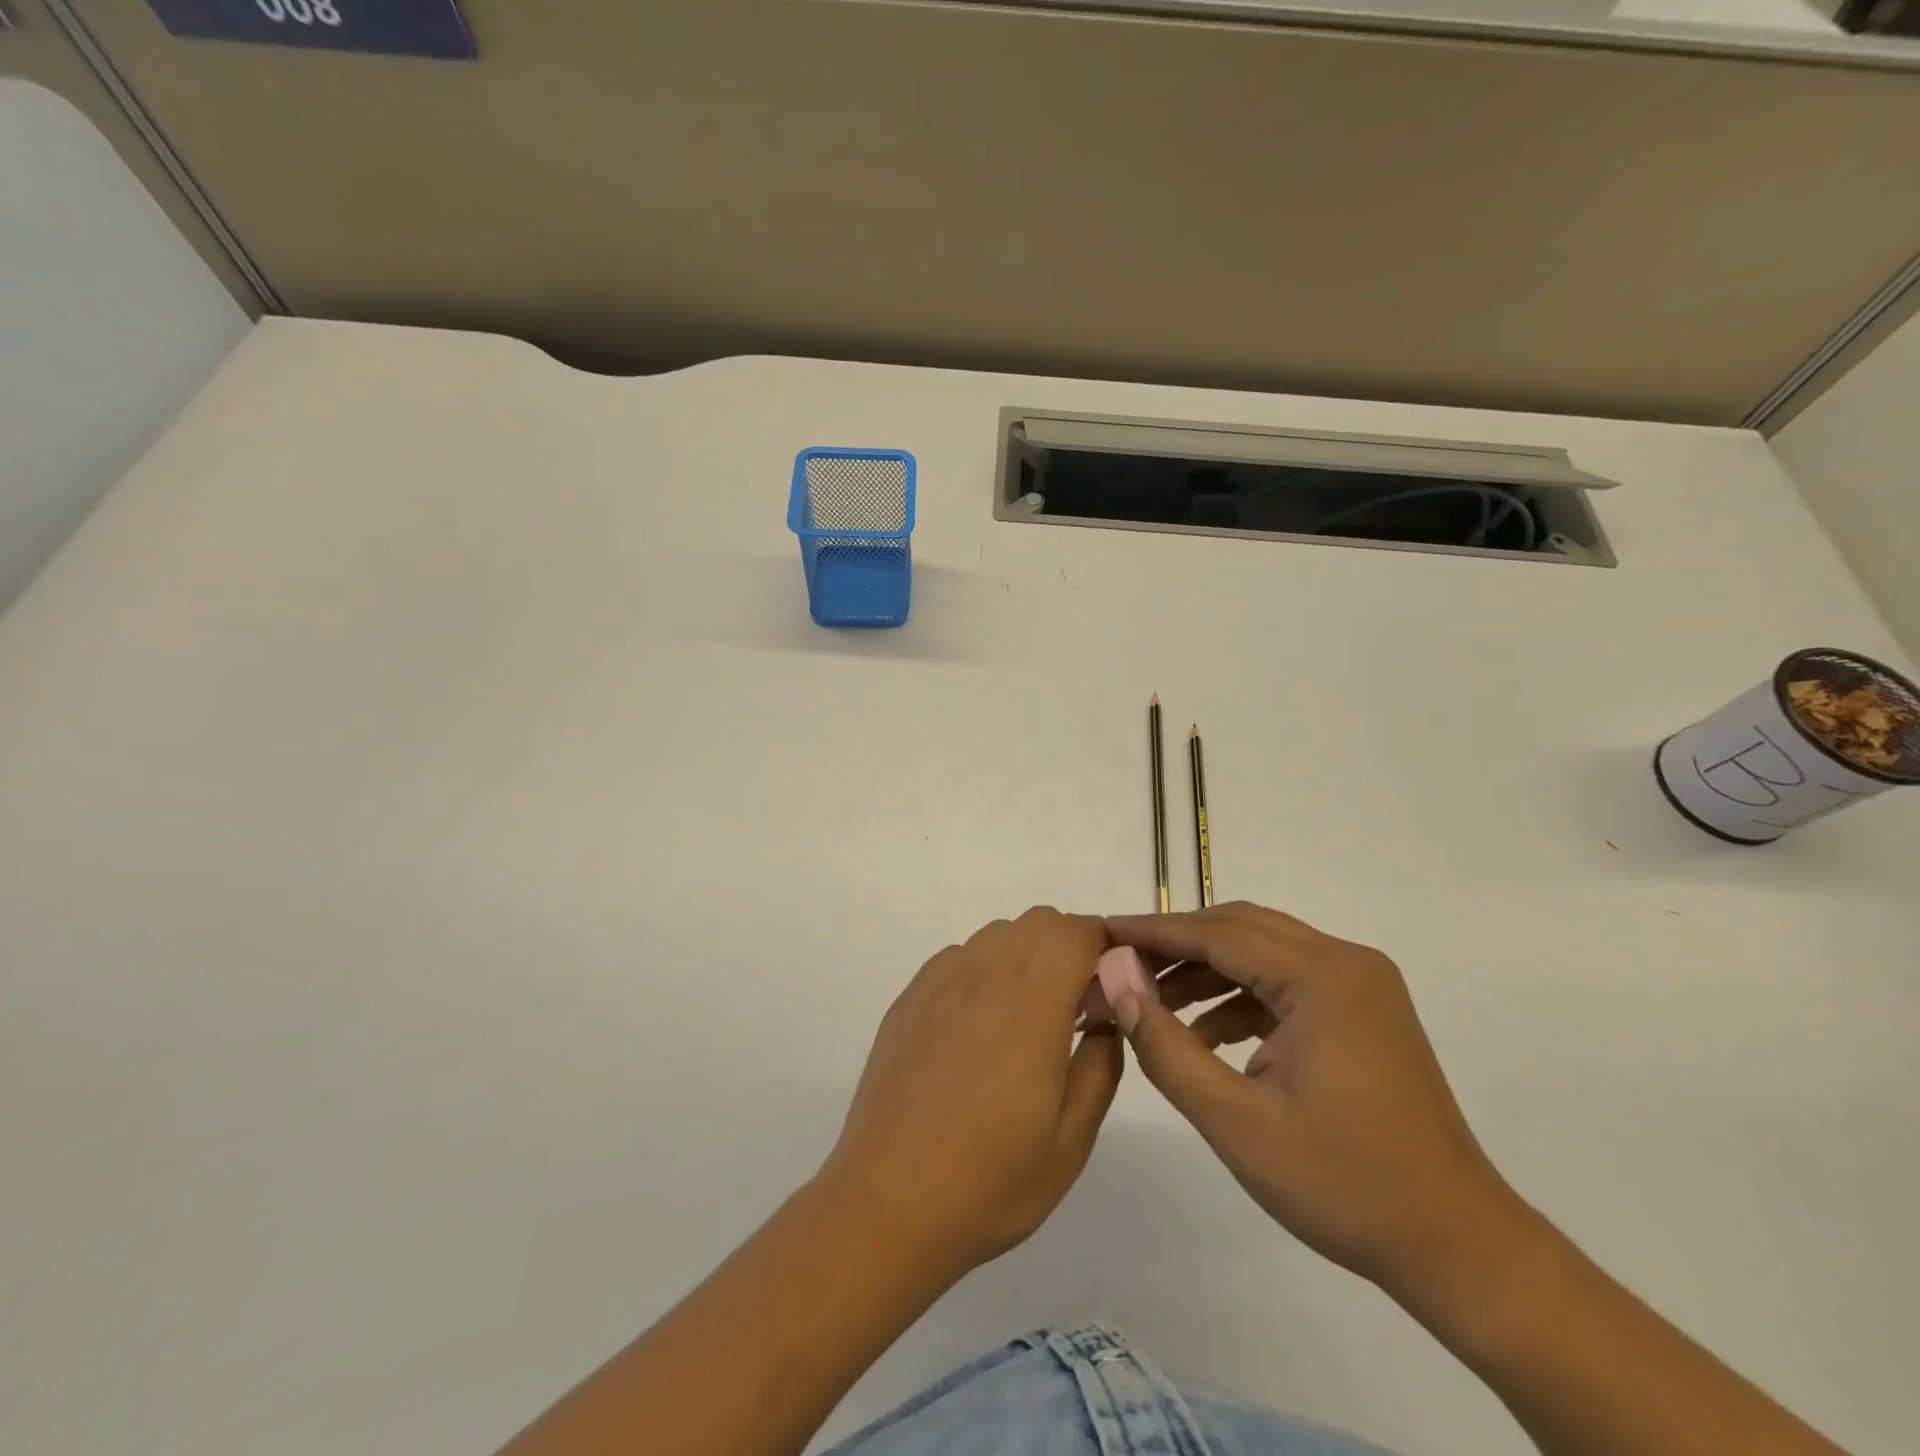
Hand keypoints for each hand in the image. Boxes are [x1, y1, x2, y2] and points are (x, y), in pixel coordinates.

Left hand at [819, 908, 1124, 1275]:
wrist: (887, 1204)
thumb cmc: (989, 1183)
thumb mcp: (1070, 1142)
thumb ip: (1099, 1065)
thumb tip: (1106, 1017)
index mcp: (1028, 1009)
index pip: (1073, 933)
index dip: (1102, 944)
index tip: (1112, 982)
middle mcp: (982, 979)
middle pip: (1037, 922)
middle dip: (1068, 945)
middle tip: (1075, 1003)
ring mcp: (938, 985)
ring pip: (996, 934)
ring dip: (1025, 954)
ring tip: (1026, 1016)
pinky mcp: (908, 999)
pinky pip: (958, 956)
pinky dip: (984, 969)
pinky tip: (979, 1025)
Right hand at [1103, 902, 1539, 1306]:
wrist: (1457, 1247)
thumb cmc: (1343, 1185)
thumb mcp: (1235, 1120)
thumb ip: (1166, 1045)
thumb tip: (1117, 982)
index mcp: (1324, 978)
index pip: (1218, 933)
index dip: (1154, 931)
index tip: (1103, 930)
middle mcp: (1346, 962)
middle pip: (1241, 930)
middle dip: (1177, 945)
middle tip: (1122, 966)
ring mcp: (1361, 985)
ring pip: (1263, 953)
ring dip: (1206, 971)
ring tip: (1153, 1005)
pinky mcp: (1363, 1010)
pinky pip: (1286, 983)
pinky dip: (1240, 998)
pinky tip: (1207, 1036)